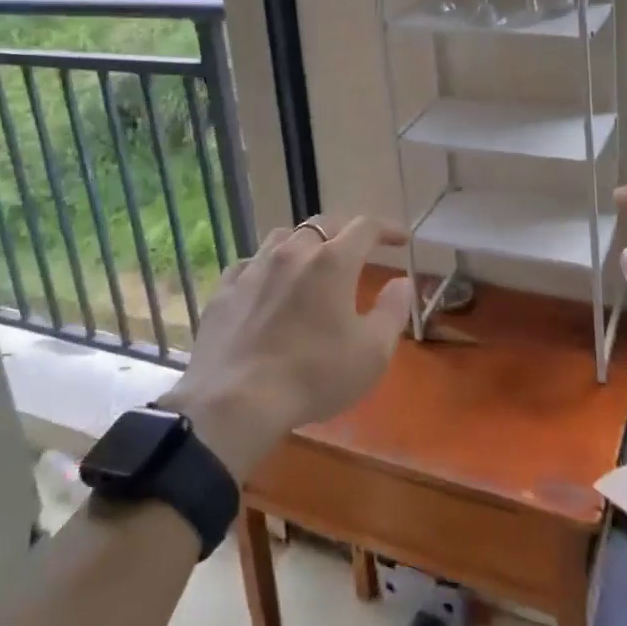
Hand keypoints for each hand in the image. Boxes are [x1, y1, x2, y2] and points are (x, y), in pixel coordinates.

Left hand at [156, 217, 413, 478]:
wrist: (235, 401)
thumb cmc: (314, 376)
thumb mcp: (371, 352)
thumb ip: (392, 311)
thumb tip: (402, 282)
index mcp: (332, 261)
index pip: (366, 227)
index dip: (387, 228)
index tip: (401, 239)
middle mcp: (292, 252)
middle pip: (323, 224)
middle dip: (345, 231)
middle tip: (358, 249)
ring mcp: (253, 267)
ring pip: (283, 237)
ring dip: (304, 243)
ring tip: (311, 261)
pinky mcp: (224, 289)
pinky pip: (249, 264)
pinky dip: (266, 268)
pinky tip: (266, 285)